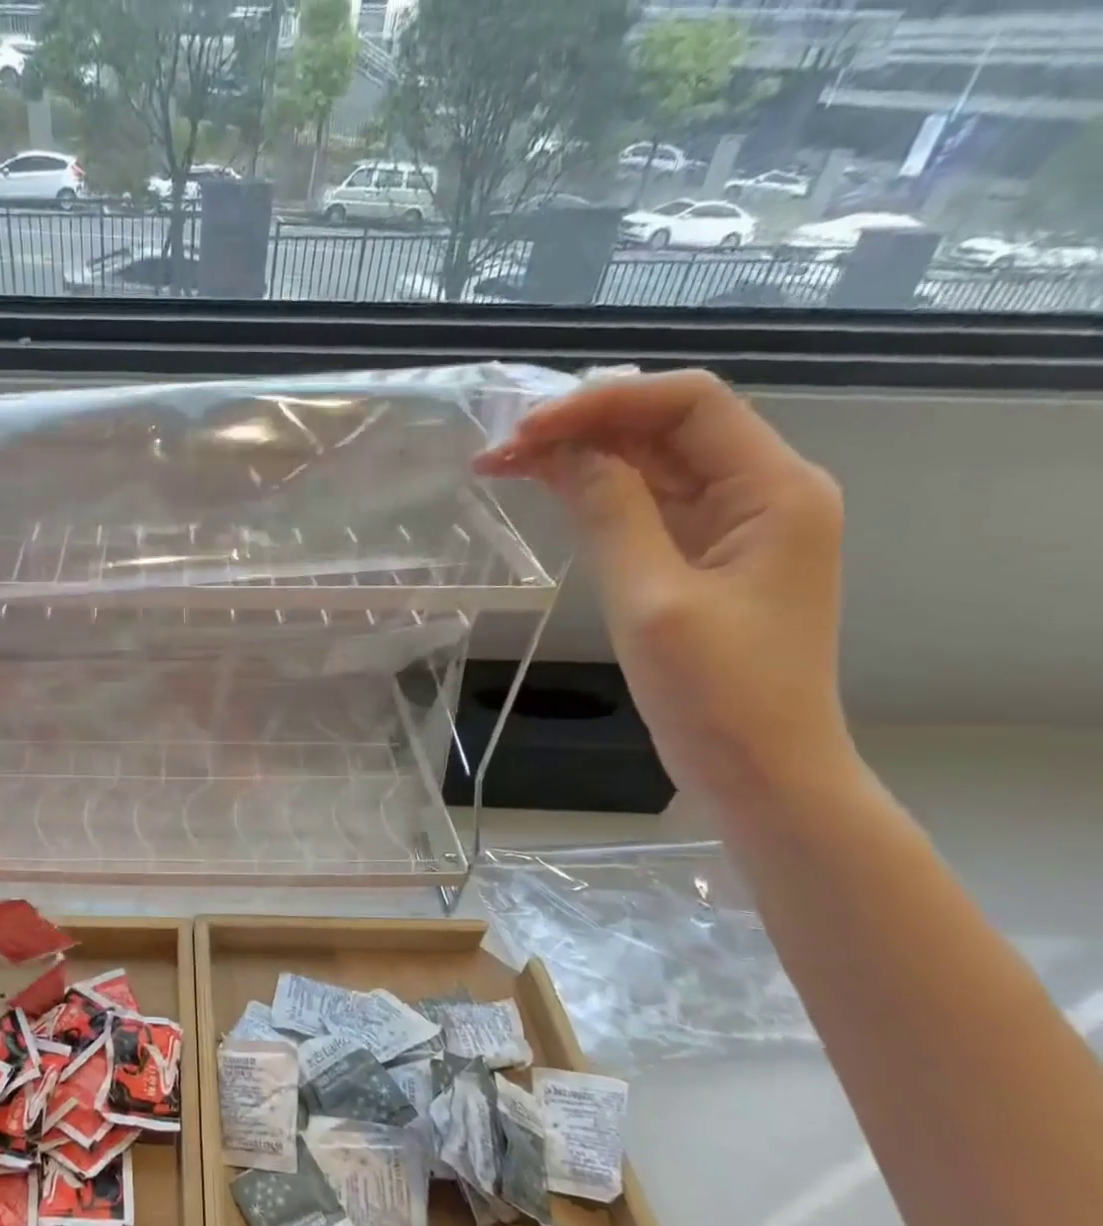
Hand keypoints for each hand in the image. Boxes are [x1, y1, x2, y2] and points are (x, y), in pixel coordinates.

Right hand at [475, 370, 854, 809]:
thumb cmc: (716, 694)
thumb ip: (611, 514)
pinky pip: (648, 508)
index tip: (526, 431)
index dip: (603, 403)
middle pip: (668, 429)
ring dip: (583, 458)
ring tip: (506, 464)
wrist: (760, 773)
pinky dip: (596, 495)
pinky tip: (549, 492)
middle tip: (500, 447)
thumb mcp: (652, 599)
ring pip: (652, 466)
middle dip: (584, 427)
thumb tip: (563, 451)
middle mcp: (762, 493)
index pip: (688, 404)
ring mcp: (733, 528)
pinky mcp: (704, 561)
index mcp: (773, 489)